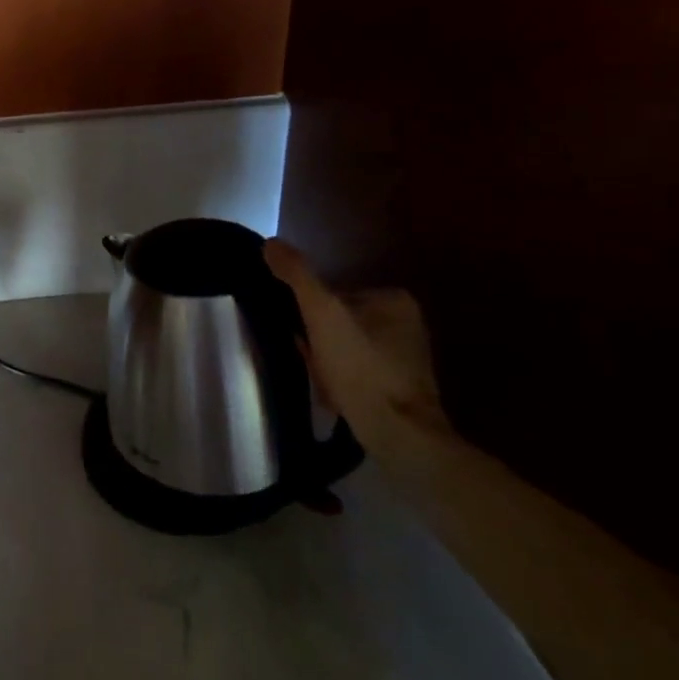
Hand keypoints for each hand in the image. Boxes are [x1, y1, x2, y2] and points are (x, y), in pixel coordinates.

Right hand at [263, 239, 449, 439]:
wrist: (400, 436)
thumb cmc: (361, 368)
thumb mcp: (322, 313)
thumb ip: (297, 275)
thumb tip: (270, 243)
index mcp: (395, 299)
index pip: (334, 294)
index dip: (310, 315)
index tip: (301, 336)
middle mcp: (408, 324)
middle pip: (339, 322)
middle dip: (318, 341)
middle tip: (308, 360)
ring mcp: (407, 359)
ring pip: (346, 349)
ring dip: (327, 363)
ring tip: (319, 382)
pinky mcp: (403, 390)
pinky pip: (359, 374)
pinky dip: (342, 383)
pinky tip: (334, 398)